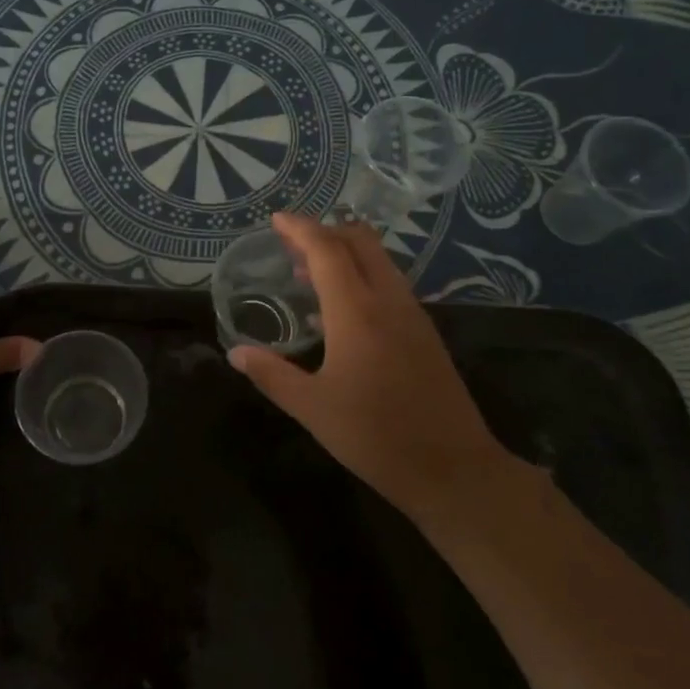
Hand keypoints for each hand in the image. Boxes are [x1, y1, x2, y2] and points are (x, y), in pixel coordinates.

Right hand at [230, 211, 513, 516]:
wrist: (453, 468)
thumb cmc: (375, 436)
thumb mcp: (312, 408)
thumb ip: (272, 374)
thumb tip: (236, 354)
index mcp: (357, 312)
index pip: (327, 250)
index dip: (301, 229)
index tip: (277, 219)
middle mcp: (388, 301)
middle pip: (360, 242)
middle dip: (325, 231)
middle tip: (291, 242)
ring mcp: (412, 315)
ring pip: (379, 261)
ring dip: (345, 253)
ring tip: (308, 271)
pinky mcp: (425, 333)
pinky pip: (390, 284)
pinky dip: (362, 276)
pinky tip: (341, 308)